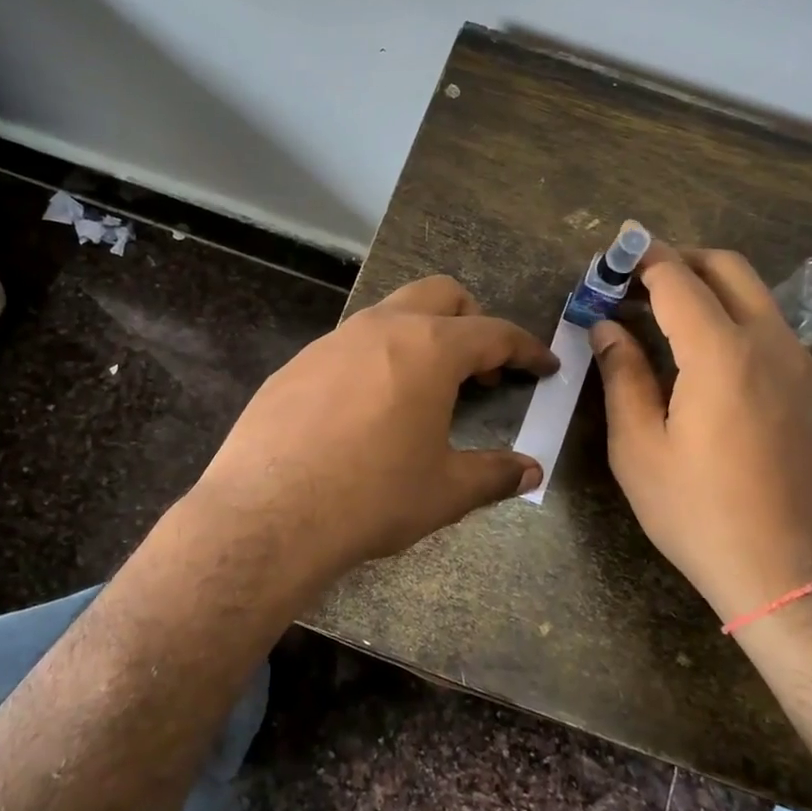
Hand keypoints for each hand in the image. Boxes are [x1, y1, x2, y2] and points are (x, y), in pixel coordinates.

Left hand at [188, 275, 557, 587]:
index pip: (494, 333)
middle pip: (440, 294)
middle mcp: (381, 328)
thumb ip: (494, 474)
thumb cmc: (372, 497)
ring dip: (420, 337)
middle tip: (483, 369)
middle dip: (472, 320)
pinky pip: (349, 345)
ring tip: (425, 389)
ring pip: (390, 314)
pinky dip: (376, 360)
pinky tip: (367, 409)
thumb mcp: (445, 491)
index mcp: (429, 348)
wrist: (268, 515)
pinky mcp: (296, 364)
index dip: (526, 349)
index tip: (543, 366)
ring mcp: (332, 341)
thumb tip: (530, 471)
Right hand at [589, 243, 811, 621]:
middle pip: (728, 269)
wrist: (795, 577)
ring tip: (665, 325)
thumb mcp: (639, 448)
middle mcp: (771, 344)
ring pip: (756, 300)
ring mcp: (804, 368)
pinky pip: (774, 336)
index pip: (677, 278)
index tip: (611, 258)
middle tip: (636, 283)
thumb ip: (622, 376)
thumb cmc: (700, 513)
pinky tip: (710, 370)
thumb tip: (607, 328)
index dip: (640, 259)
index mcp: (721, 352)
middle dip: (680, 261)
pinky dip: (736, 326)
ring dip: (710, 293)